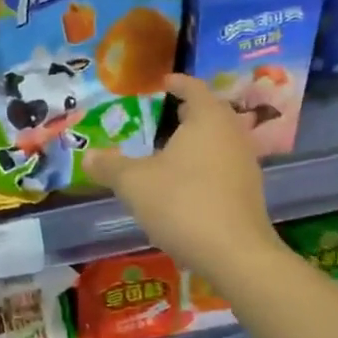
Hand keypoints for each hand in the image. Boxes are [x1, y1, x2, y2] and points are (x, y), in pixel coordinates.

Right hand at [86, 75, 279, 275]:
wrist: (236, 255)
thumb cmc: (183, 204)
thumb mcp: (134, 183)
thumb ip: (109, 166)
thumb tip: (88, 156)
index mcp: (208, 118)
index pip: (194, 88)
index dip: (177, 82)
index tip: (162, 82)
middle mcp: (232, 134)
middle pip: (211, 112)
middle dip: (188, 111)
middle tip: (163, 113)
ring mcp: (246, 164)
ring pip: (219, 140)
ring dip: (197, 140)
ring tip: (170, 149)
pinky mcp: (249, 192)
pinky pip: (224, 165)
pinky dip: (205, 164)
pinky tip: (185, 183)